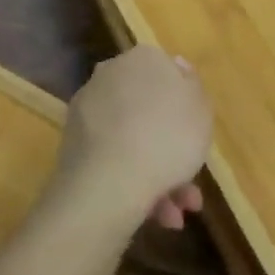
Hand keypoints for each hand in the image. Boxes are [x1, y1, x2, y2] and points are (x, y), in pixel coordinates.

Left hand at [56, 45, 211, 231]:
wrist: (111, 179)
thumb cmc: (168, 137)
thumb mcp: (201, 110)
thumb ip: (192, 85)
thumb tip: (177, 64)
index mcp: (144, 58)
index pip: (168, 75)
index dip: (185, 110)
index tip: (196, 138)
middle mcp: (112, 72)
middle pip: (149, 111)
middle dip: (171, 150)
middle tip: (188, 189)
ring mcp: (89, 106)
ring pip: (132, 138)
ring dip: (157, 175)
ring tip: (173, 216)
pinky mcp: (73, 139)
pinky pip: (112, 155)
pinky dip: (132, 180)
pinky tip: (150, 214)